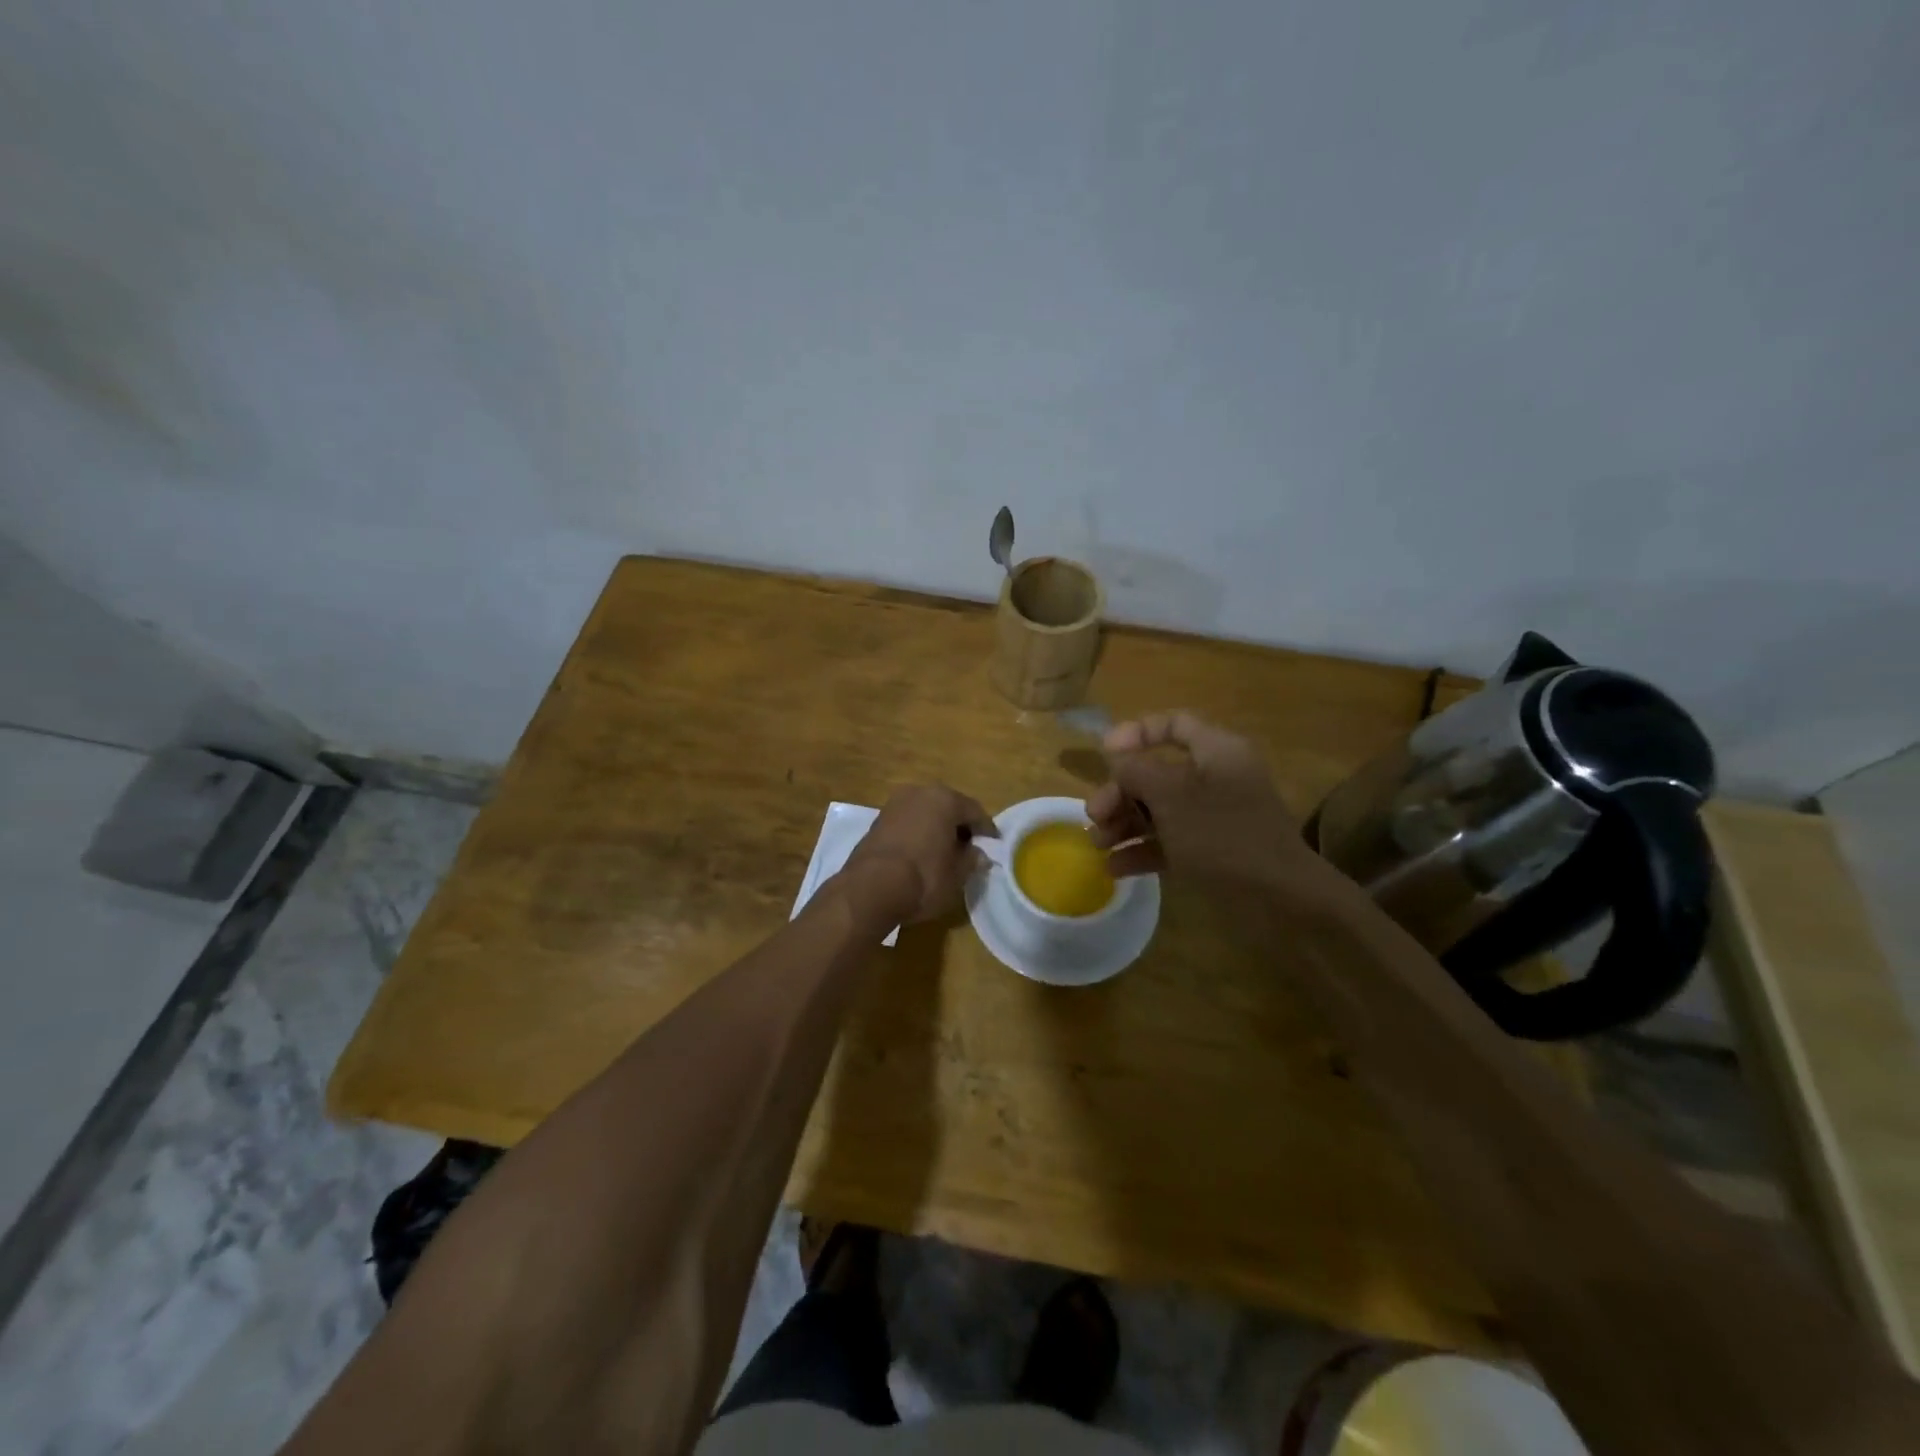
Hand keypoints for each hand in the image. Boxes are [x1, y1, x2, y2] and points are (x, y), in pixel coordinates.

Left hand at [841, 784, 996, 923]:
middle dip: (959, 826)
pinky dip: (917, 834)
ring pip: (925, 814)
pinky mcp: (876, 821)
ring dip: (936, 829)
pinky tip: (921, 855)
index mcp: (945, 799)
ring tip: (944, 853)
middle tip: (969, 848)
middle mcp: (919, 793)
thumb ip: (971, 860)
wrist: (870, 888)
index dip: (986, 830)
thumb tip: (978, 855)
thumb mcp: (957, 875)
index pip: (975, 811)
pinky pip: (907, 823)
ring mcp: (894, 804)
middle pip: (948, 807)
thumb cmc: (924, 877)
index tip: (994, 845)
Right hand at [1087, 711, 1343, 901]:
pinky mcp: (1212, 850)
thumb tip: (1116, 757)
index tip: (1105, 753)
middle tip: (1094, 815)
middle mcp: (1215, 778)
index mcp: (1216, 751)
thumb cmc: (1222, 834)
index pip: (1174, 725)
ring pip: (1159, 810)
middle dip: (1120, 792)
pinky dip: (1143, 849)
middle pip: (1157, 773)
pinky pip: (1170, 841)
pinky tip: (1115, 868)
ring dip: (1125, 823)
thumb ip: (1137, 771)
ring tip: (1098, 845)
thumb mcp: (1171, 796)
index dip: (1137, 733)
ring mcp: (1214, 816)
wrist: (1280, 899)